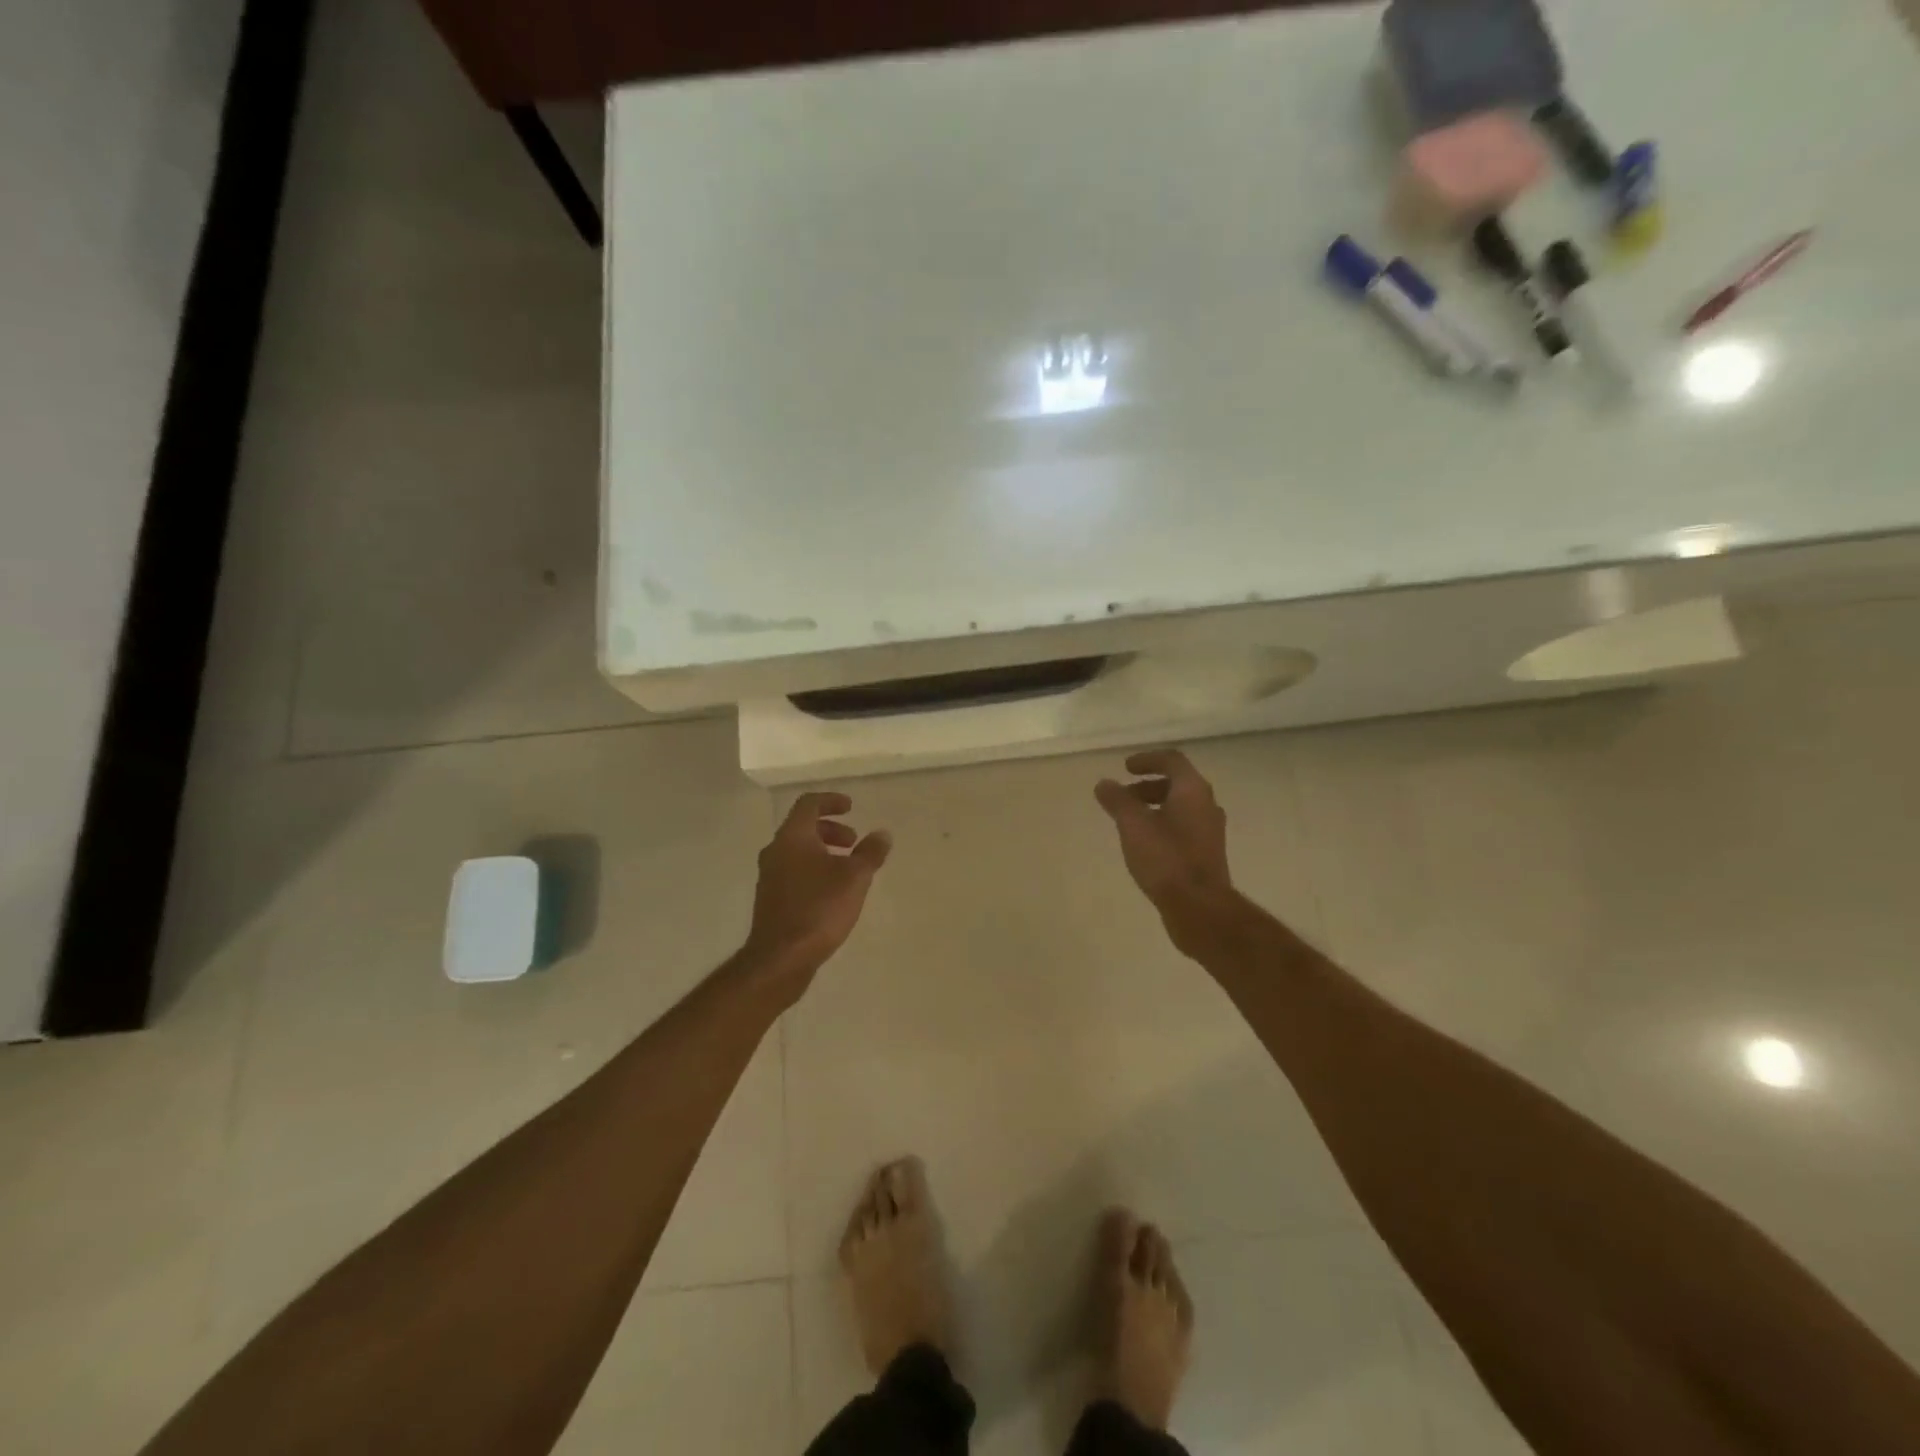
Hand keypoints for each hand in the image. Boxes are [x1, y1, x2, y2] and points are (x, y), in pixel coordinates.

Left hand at [745, 792, 891, 984]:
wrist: (781, 957)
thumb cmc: (819, 908)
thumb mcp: (855, 877)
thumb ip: (870, 852)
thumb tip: (882, 834)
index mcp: (793, 837)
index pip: (808, 804)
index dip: (831, 801)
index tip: (851, 807)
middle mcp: (776, 851)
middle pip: (802, 828)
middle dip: (830, 829)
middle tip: (853, 842)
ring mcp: (769, 877)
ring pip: (797, 851)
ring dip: (823, 851)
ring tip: (847, 869)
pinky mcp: (770, 900)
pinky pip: (793, 871)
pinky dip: (813, 869)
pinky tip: (832, 892)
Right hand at [1095, 750, 1234, 951]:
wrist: (1199, 907)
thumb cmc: (1166, 858)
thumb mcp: (1133, 824)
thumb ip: (1117, 800)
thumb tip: (1104, 784)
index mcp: (1193, 790)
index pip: (1172, 760)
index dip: (1147, 759)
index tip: (1125, 768)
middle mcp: (1206, 805)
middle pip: (1177, 784)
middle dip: (1148, 786)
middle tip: (1123, 796)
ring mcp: (1209, 832)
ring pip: (1180, 808)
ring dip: (1154, 807)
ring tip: (1129, 822)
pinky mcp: (1207, 854)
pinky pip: (1183, 828)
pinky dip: (1162, 826)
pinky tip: (1144, 845)